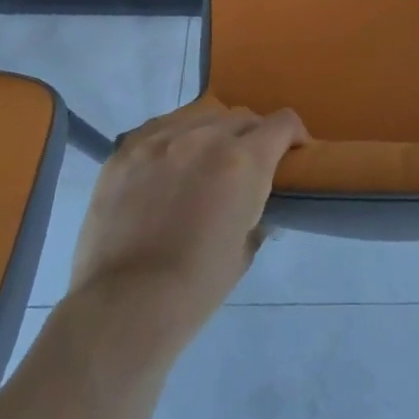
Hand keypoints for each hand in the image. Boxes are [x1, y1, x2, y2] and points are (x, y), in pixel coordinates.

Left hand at [69, 101, 309, 352]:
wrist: (125, 305)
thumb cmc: (197, 286)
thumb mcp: (246, 248)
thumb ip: (256, 211)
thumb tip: (255, 204)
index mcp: (244, 161)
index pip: (283, 122)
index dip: (293, 135)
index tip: (292, 152)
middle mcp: (206, 136)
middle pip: (242, 117)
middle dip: (252, 137)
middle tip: (245, 166)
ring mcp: (162, 138)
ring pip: (201, 114)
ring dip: (213, 132)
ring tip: (204, 160)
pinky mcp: (127, 147)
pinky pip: (162, 126)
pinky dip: (174, 138)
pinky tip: (168, 163)